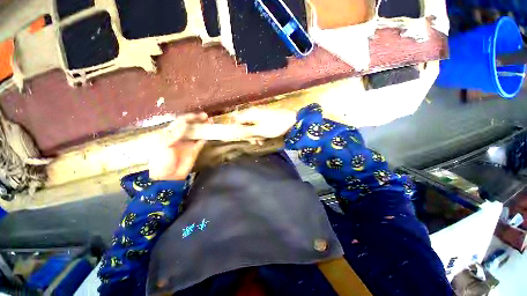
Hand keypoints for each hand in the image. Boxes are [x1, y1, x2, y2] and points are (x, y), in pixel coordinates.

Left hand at [149, 113, 208, 180]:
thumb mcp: (164, 145)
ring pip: (197, 132)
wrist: (167, 177)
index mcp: (170, 134)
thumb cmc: (161, 160)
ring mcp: (188, 143)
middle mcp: (180, 136)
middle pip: (190, 126)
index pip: (180, 122)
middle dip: (197, 120)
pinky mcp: (195, 150)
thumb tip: (184, 123)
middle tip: (206, 117)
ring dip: (203, 127)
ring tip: (210, 122)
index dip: (188, 118)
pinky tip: (210, 133)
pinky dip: (205, 137)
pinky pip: (201, 142)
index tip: (196, 116)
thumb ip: (174, 134)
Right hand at [232, 109, 296, 143]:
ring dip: (254, 135)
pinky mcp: (265, 118)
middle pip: (244, 123)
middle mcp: (254, 112)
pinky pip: (258, 126)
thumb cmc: (275, 126)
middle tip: (252, 141)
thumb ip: (246, 131)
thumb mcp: (259, 131)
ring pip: (251, 126)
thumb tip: (236, 132)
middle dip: (247, 134)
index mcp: (251, 113)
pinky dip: (259, 133)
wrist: (291, 121)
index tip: (241, 137)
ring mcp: (260, 115)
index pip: (237, 119)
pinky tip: (263, 140)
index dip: (237, 129)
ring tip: (259, 142)